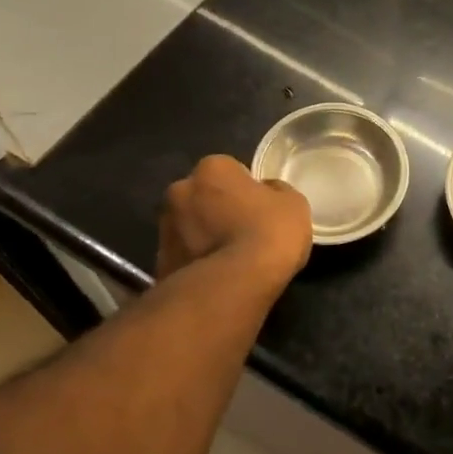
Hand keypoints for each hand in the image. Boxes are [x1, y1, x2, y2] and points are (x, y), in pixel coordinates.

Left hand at [157, 155, 311, 289]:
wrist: (234, 285)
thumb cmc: (268, 233)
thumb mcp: (293, 204)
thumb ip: (276, 192)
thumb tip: (266, 193)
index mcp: (212, 168)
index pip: (230, 170)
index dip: (246, 189)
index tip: (258, 208)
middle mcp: (180, 189)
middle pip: (202, 195)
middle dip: (216, 209)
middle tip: (241, 231)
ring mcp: (164, 227)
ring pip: (188, 226)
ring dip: (203, 235)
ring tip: (229, 259)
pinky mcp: (159, 262)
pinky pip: (183, 256)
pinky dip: (195, 262)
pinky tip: (217, 277)